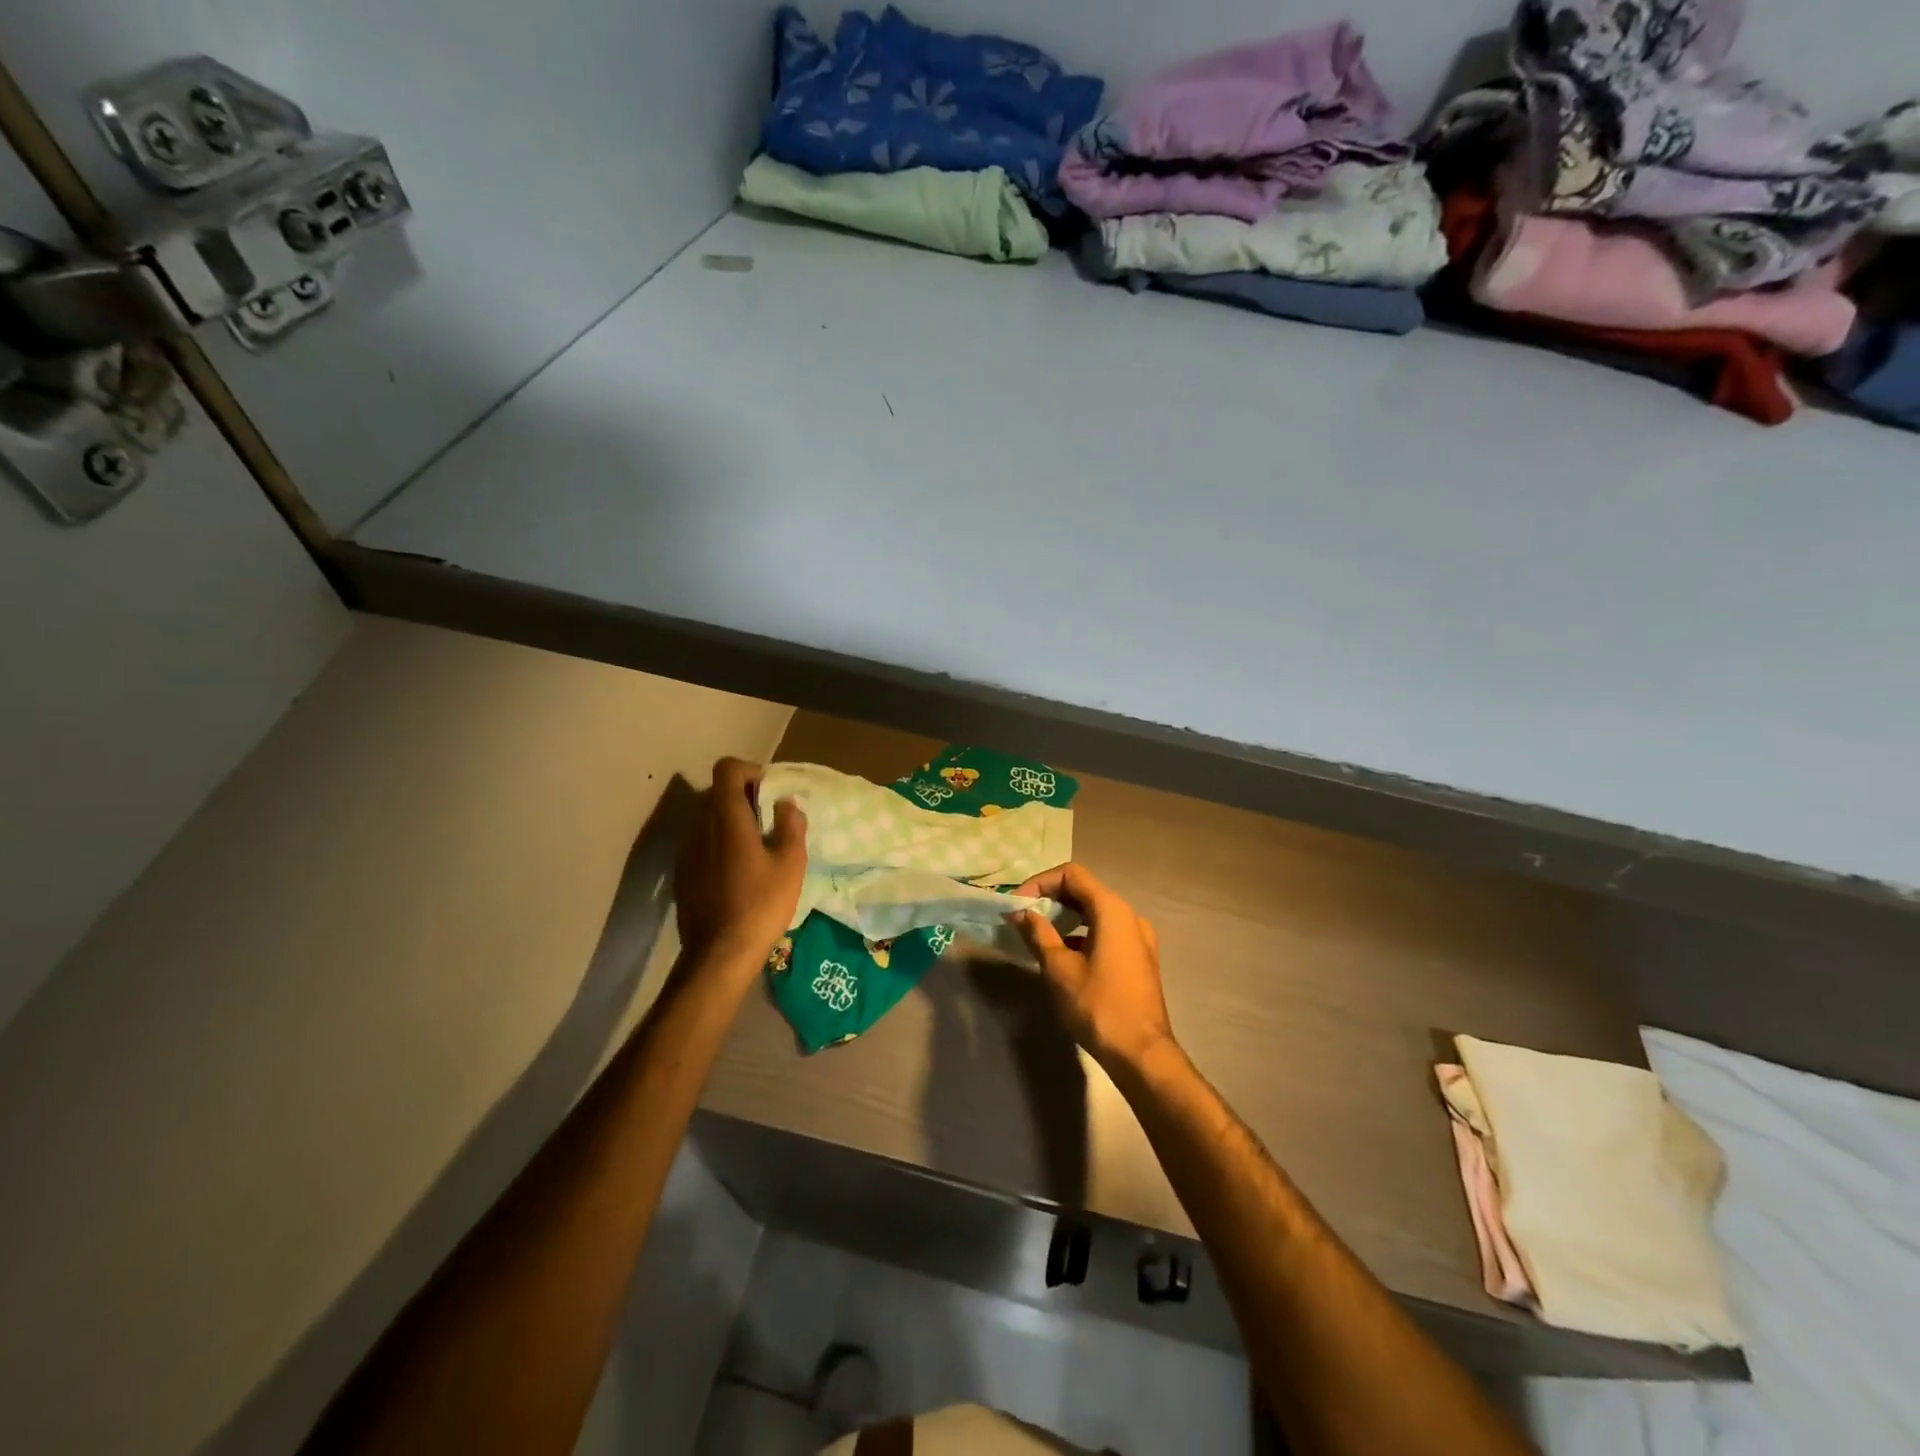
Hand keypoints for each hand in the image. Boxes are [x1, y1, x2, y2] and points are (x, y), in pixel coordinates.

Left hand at [674, 758, 807, 970]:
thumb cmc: (761, 904)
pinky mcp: (682, 872)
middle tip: (770, 822)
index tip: (770, 793)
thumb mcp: (791, 864)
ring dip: (731, 822)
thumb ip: (790, 825)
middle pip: (717, 792)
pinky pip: (702, 843)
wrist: (719, 954)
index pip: (727, 769)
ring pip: (708, 818)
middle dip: (744, 797)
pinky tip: (737, 873)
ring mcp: (687, 850)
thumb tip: (786, 804)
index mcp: (727, 818)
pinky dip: (719, 844)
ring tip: (756, 849)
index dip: (750, 771)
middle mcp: (700, 826)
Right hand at [1009, 863, 1175, 1074]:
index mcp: (1113, 910)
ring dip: (1066, 917)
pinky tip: (1063, 954)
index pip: (1072, 875)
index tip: (1018, 903)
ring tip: (1039, 934)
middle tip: (1024, 916)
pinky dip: (1082, 933)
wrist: (1141, 1053)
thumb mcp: (1059, 968)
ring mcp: (1139, 937)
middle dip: (1051, 898)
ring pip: (1096, 912)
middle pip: (1085, 890)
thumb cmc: (1097, 1005)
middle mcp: (1130, 916)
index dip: (1041, 882)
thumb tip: (1021, 913)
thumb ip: (1038, 934)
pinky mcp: (1139, 958)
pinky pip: (1107, 932)